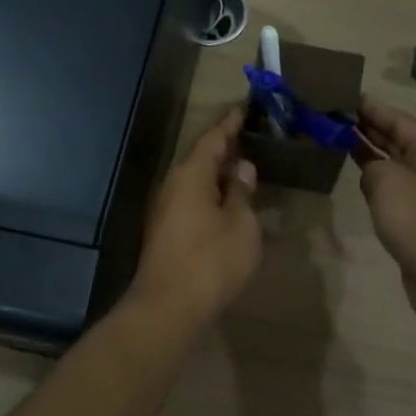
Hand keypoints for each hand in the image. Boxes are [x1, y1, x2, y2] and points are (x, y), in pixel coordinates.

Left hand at [131, 108, 261, 328]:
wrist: (168, 307)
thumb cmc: (211, 261)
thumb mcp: (240, 224)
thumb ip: (242, 192)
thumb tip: (241, 168)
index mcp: (190, 175)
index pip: (212, 139)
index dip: (229, 124)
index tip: (244, 108)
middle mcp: (173, 186)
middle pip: (200, 158)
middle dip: (224, 148)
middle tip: (250, 136)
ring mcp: (165, 210)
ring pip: (195, 181)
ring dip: (218, 173)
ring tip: (244, 167)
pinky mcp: (166, 232)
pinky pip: (192, 200)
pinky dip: (211, 194)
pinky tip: (228, 202)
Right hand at [354, 97, 415, 333]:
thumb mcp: (388, 182)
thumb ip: (372, 166)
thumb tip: (370, 170)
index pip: (400, 120)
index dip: (374, 108)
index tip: (347, 96)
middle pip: (399, 141)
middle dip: (370, 127)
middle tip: (337, 116)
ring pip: (395, 166)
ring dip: (371, 153)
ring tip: (341, 141)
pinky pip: (393, 191)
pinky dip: (375, 181)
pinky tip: (359, 181)